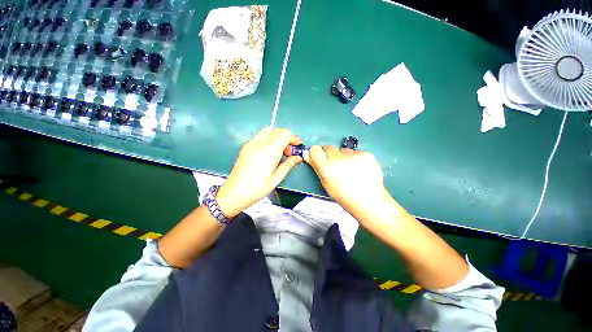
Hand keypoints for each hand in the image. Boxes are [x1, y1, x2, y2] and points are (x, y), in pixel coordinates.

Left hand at [216, 127, 301, 217]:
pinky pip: (260, 136)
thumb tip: (298, 157)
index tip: (297, 147)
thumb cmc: (257, 188)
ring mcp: (252, 143)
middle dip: (287, 138)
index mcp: (270, 151)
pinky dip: (268, 139)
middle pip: (278, 130)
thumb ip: (288, 164)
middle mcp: (261, 143)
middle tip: (289, 152)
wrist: (234, 192)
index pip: (286, 134)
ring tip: (279, 151)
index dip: (294, 138)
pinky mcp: (246, 146)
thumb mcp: (276, 178)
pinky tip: (268, 152)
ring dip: (277, 137)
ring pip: (269, 131)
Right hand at [306, 145, 390, 217]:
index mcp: (327, 168)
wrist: (369, 200)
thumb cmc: (344, 196)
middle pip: (329, 147)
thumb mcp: (326, 184)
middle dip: (330, 155)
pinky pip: (355, 152)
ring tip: (350, 168)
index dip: (316, 153)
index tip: (319, 158)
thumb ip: (317, 168)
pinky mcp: (366, 154)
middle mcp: (339, 159)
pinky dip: (355, 158)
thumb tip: (307, 155)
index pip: (315, 150)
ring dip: (343, 156)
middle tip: (336, 166)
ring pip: (342, 150)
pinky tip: (360, 168)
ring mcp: (354, 156)